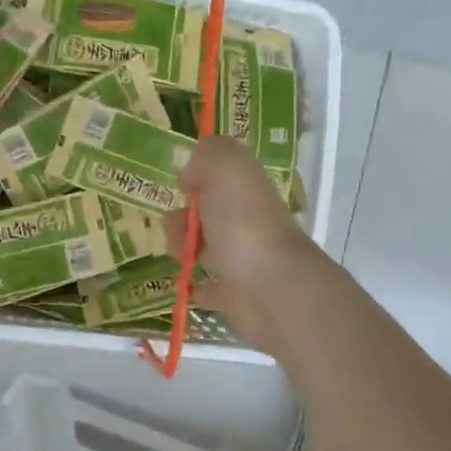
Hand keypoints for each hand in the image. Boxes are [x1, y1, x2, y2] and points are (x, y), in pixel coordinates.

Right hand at [165, 136, 319, 350]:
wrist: (270, 288)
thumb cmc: (243, 223)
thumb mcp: (226, 168)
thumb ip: (208, 155)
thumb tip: (192, 171)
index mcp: (248, 188)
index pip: (223, 174)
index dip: (198, 175)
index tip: (182, 185)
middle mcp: (248, 220)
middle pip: (207, 212)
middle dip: (182, 216)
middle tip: (179, 228)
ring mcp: (243, 259)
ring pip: (204, 247)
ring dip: (183, 248)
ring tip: (181, 258)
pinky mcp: (235, 295)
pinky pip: (207, 287)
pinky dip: (193, 285)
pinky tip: (184, 284)